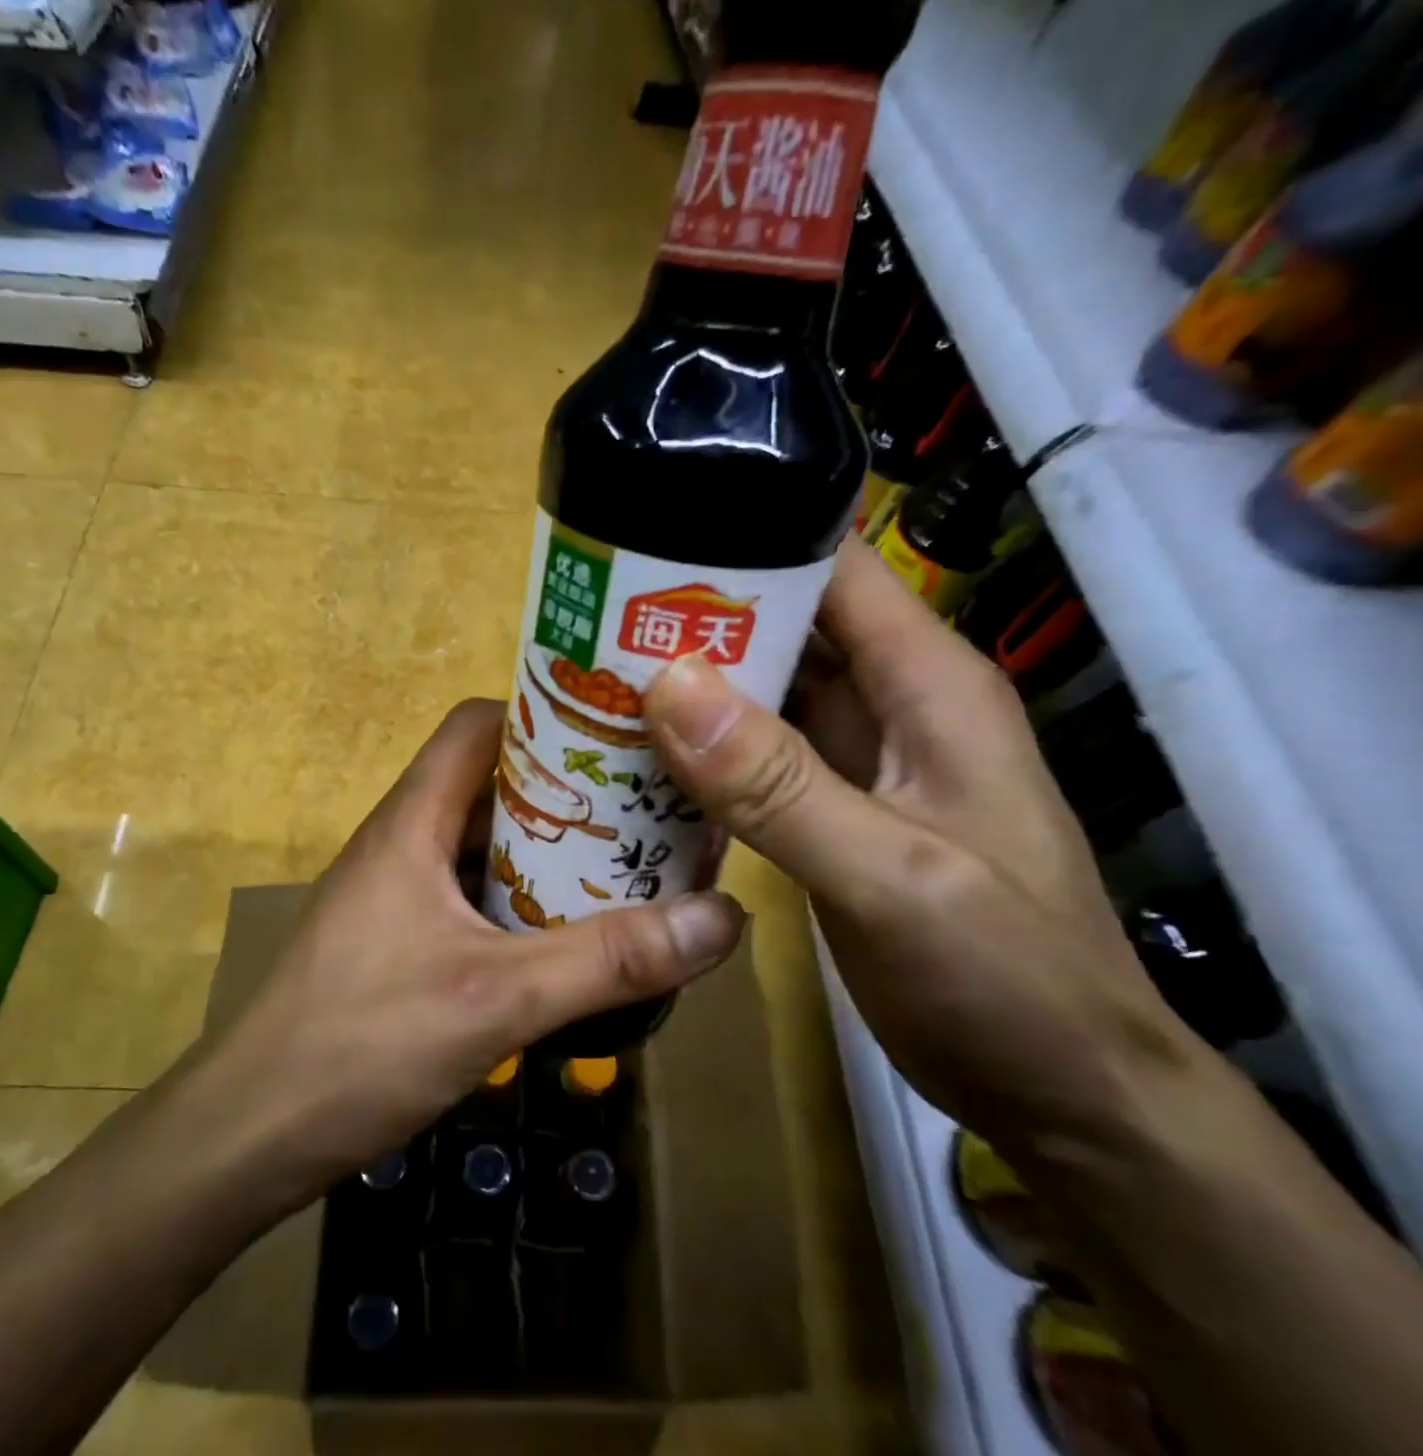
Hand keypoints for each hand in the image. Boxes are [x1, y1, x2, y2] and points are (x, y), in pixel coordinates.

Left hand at [204, 698, 744, 1185]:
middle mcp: (404, 840)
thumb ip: (607, 960)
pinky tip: (571, 940)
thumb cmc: (361, 1044)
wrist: (251, 1132)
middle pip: (491, 782)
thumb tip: (723, 917)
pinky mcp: (400, 938)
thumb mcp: (496, 999)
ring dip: (549, 853)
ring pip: (485, 844)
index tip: (618, 737)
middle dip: (567, 789)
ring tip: (629, 867)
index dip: (543, 715)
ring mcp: (399, 891)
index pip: (477, 724)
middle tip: (648, 808)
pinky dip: (524, 902)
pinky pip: (473, 894)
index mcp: (412, 820)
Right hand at [642, 538, 1203, 1147]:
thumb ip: (777, 784)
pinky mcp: (827, 811)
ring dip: (687, 685)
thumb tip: (668, 685)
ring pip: (761, 693)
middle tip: (589, 617)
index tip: (646, 540)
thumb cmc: (1005, 978)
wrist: (1056, 1091)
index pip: (832, 570)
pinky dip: (699, 750)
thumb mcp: (890, 876)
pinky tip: (635, 756)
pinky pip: (752, 757)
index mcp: (924, 684)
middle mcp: (889, 704)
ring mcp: (855, 761)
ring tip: (592, 674)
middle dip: (693, 617)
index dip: (747, 539)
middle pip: (782, 626)